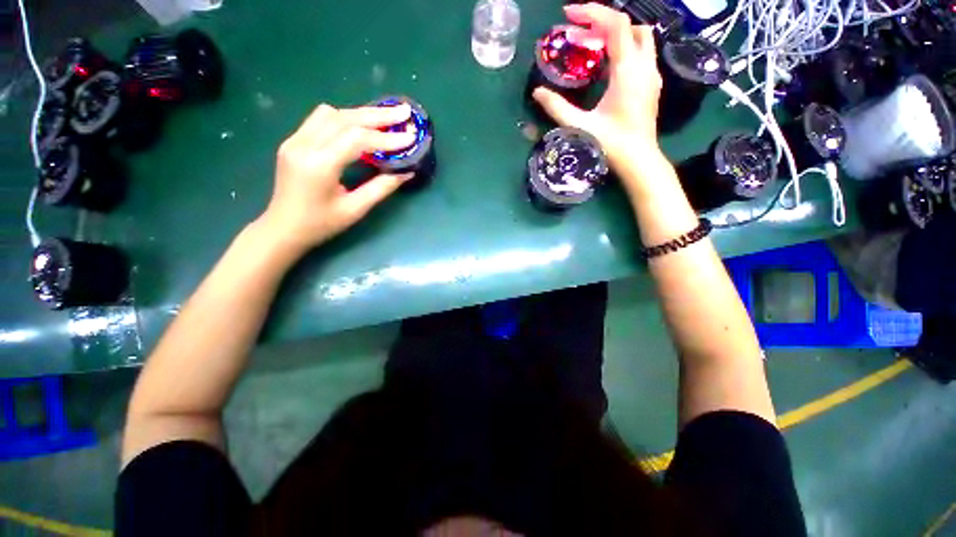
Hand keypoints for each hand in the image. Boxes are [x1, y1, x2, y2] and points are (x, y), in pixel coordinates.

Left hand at [258, 103, 415, 253]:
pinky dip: (346, 119)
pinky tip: (361, 127)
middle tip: (404, 112)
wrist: (282, 228)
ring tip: (386, 119)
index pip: (356, 139)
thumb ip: (381, 188)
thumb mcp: (355, 209)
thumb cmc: (321, 224)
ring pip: (332, 113)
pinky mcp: (294, 141)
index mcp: (319, 165)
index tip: (410, 138)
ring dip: (361, 114)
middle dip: (378, 115)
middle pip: (344, 118)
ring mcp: (295, 140)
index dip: (386, 138)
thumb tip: (406, 172)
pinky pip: (322, 120)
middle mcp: (303, 145)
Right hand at [533, 4, 665, 190]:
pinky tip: (607, 65)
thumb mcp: (580, 126)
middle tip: (579, 32)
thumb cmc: (611, 144)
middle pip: (630, 26)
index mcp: (628, 70)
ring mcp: (652, 75)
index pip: (615, 25)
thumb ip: (557, 108)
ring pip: (640, 38)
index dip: (592, 13)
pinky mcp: (652, 85)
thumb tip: (537, 93)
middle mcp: (645, 65)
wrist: (639, 161)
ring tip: (592, 46)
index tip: (569, 15)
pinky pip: (641, 53)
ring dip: (617, 34)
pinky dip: (624, 48)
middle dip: (603, 22)